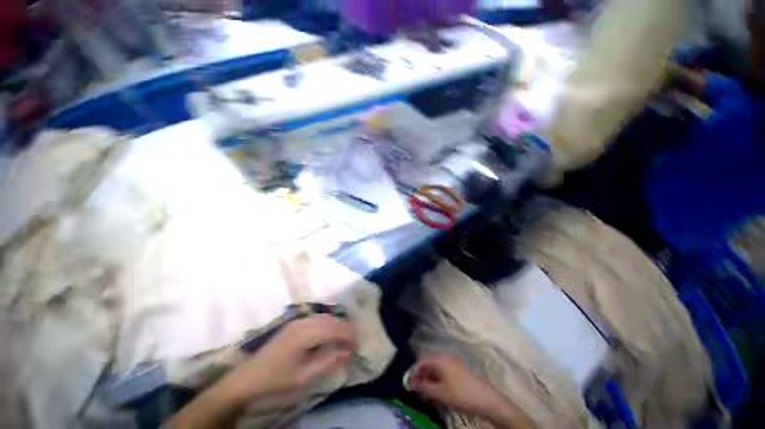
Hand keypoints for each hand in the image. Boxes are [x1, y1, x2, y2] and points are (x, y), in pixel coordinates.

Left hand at [220, 315, 356, 401]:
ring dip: (337, 325)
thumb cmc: (277, 379)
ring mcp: (298, 321)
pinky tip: (330, 333)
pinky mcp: (295, 323)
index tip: (358, 343)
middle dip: (345, 328)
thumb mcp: (303, 376)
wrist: (249, 376)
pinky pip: (317, 319)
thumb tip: (346, 352)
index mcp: (304, 335)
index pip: (333, 329)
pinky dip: (328, 324)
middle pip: (330, 320)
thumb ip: (326, 361)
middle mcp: (303, 322)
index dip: (348, 334)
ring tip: (345, 338)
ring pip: (325, 317)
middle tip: (354, 341)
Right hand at [407, 353, 502, 416]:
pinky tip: (439, 391)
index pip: (421, 362)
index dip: (414, 374)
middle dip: (422, 377)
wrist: (486, 399)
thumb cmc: (460, 394)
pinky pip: (444, 371)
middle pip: (428, 364)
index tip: (410, 387)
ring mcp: (453, 361)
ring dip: (430, 380)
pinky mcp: (459, 368)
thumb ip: (422, 387)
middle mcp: (445, 356)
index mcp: (439, 358)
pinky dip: (438, 380)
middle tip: (419, 392)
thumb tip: (408, 383)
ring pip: (436, 368)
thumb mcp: (439, 393)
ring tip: (428, 394)